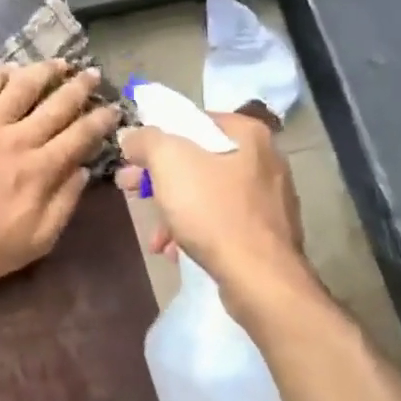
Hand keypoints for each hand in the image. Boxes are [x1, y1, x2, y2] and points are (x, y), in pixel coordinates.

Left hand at [0, 59, 121, 285]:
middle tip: (93, 74)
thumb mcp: (36, 241)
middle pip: (57, 104)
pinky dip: (0, 75)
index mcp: (42, 169)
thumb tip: (82, 170)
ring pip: (23, 86)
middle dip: (80, 87)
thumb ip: (63, 204)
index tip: (113, 108)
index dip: (101, 120)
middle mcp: (20, 138)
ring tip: (59, 63)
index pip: (80, 136)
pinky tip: (11, 69)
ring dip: (44, 71)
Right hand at [115, 110, 307, 294]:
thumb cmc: (213, 211)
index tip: (132, 157)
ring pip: (207, 192)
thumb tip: (132, 135)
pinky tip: (175, 250)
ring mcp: (269, 198)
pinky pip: (222, 220)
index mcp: (247, 134)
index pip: (192, 121)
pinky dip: (195, 229)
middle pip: (197, 158)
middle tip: (131, 190)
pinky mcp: (268, 232)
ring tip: (154, 234)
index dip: (156, 136)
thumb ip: (146, 139)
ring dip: (173, 208)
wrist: (260, 279)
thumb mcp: (169, 162)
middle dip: (159, 177)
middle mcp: (265, 159)